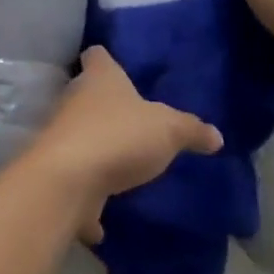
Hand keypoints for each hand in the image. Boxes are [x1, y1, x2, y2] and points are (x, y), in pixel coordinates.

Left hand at [28, 48, 222, 243]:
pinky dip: (87, 196)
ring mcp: (62, 133)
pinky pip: (76, 179)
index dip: (106, 59)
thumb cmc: (119, 136)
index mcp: (100, 78)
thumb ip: (191, 130)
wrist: (70, 179)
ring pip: (80, 133)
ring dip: (96, 148)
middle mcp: (75, 98)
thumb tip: (216, 135)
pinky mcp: (57, 169)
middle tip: (131, 120)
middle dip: (104, 105)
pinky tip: (103, 218)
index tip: (117, 67)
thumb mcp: (168, 130)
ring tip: (122, 164)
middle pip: (86, 92)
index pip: (97, 55)